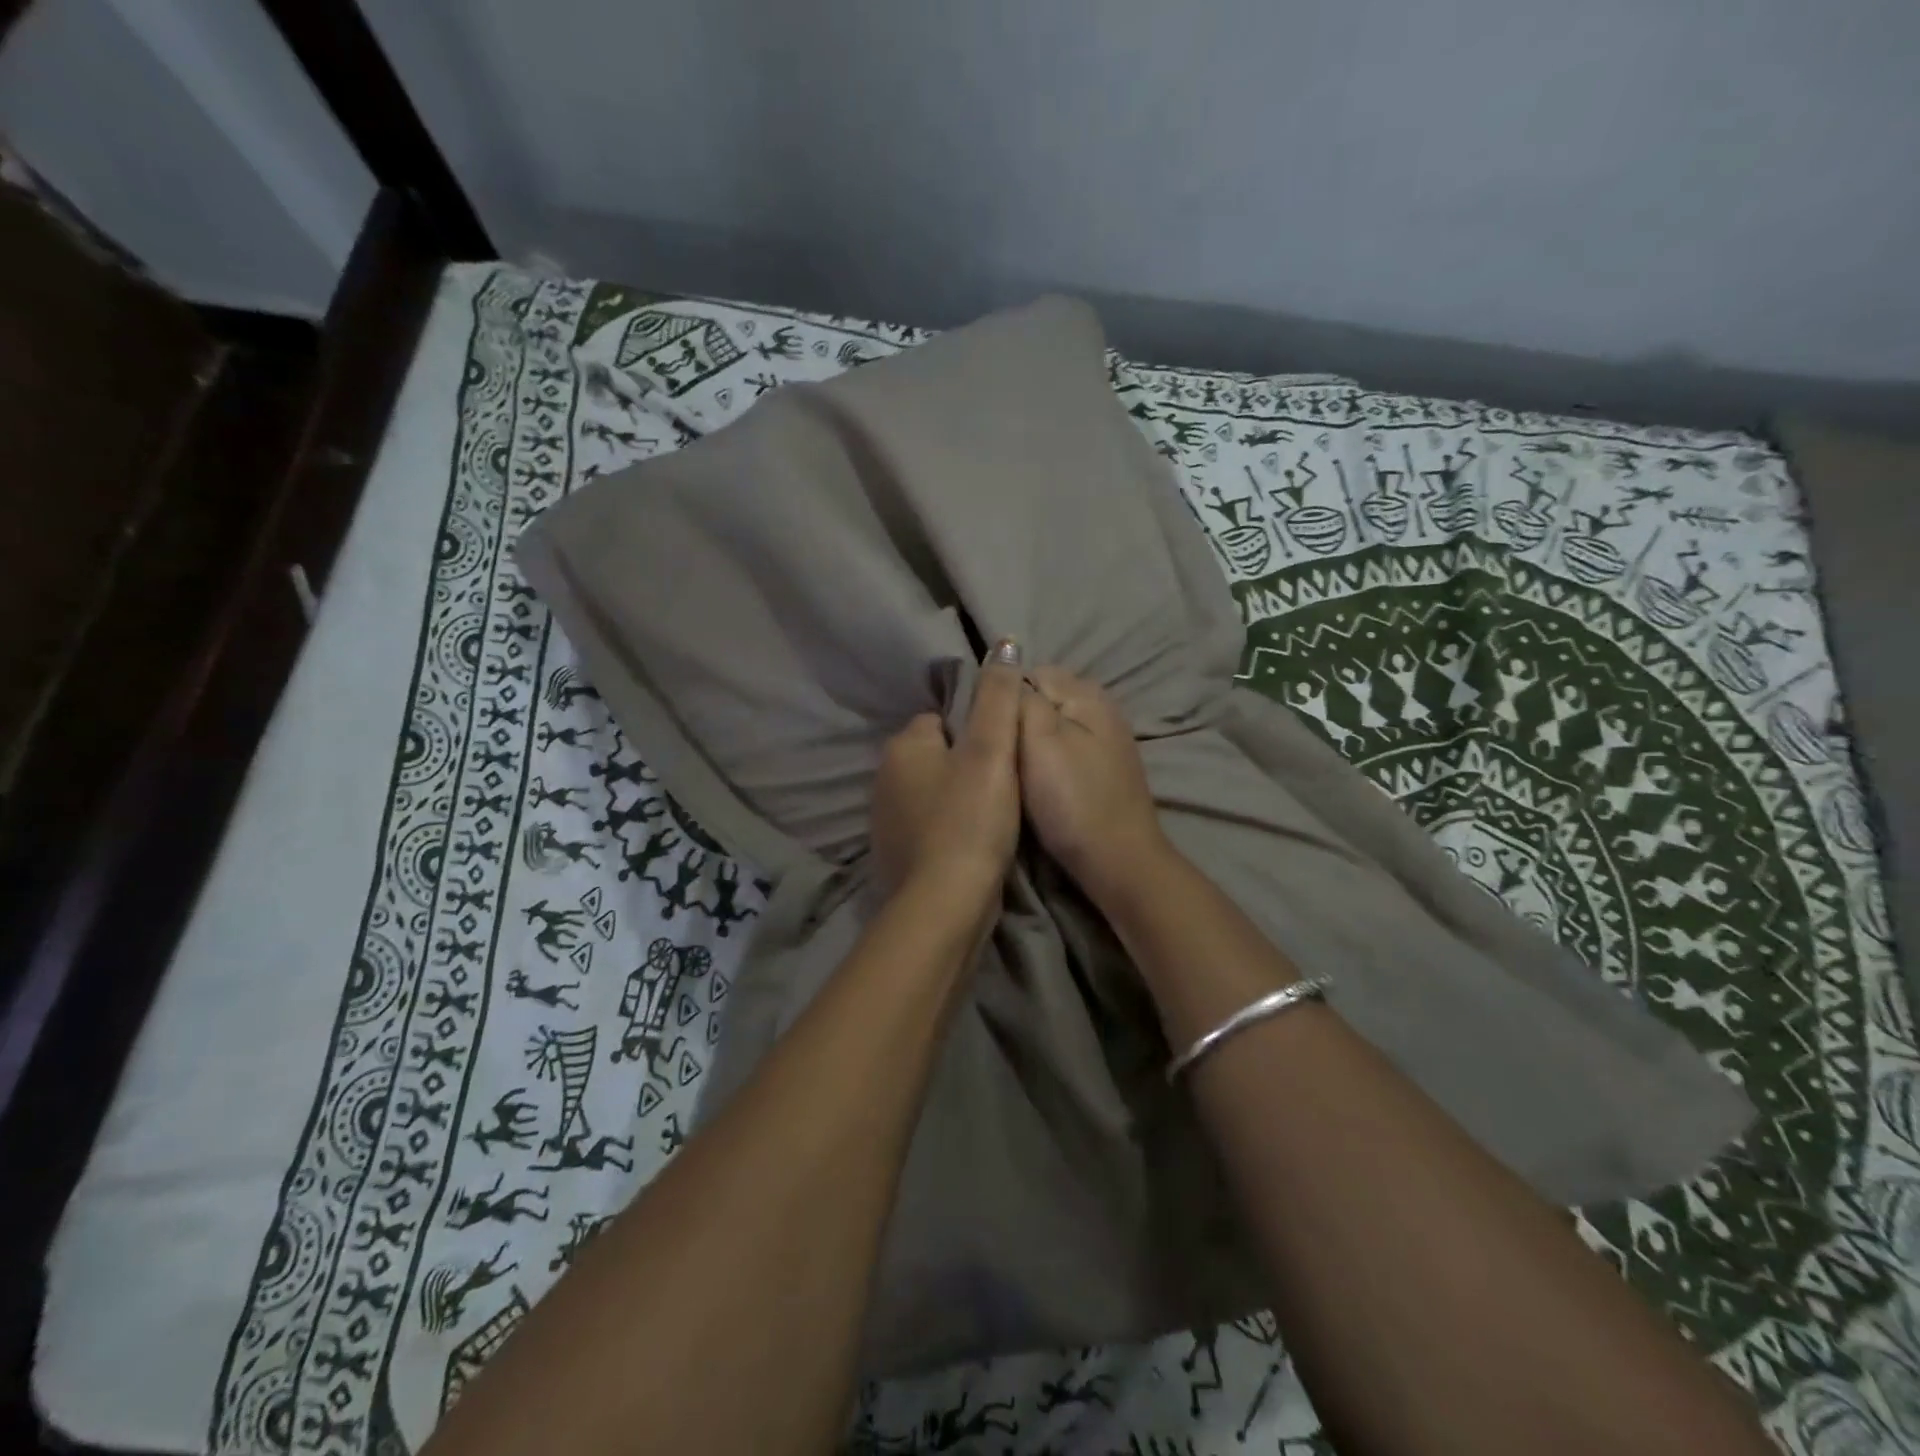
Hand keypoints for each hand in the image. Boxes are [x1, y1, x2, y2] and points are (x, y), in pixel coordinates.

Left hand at [870, 640, 1023, 909]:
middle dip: (968, 766)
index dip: (978, 732)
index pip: (943, 720)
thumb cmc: (970, 819)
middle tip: (1006, 786)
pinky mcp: (896, 857)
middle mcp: (884, 779)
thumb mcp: (992, 750)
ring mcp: (886, 821)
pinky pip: (930, 828)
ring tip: (995, 818)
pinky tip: (974, 846)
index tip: (1004, 753)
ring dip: (960, 800)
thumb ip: (998, 696)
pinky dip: (950, 831)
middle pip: (938, 757)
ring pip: (934, 794)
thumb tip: (1003, 644)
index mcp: (902, 747)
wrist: (944, 905)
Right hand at [1017, 667, 1169, 903]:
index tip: (985, 727)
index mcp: (1086, 693)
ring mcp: (1106, 740)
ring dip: (1030, 741)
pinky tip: (1038, 782)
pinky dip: (1048, 760)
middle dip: (1017, 718)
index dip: (1002, 696)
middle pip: (1042, 697)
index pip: (1029, 672)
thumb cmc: (1072, 799)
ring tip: (1012, 769)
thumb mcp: (1039, 740)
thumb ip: (1021, 698)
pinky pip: (1064, 748)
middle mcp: (1101, 707)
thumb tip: (1005, 670)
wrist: (1117, 861)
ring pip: (1052, 725)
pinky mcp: (1104, 769)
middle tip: (996, 751)